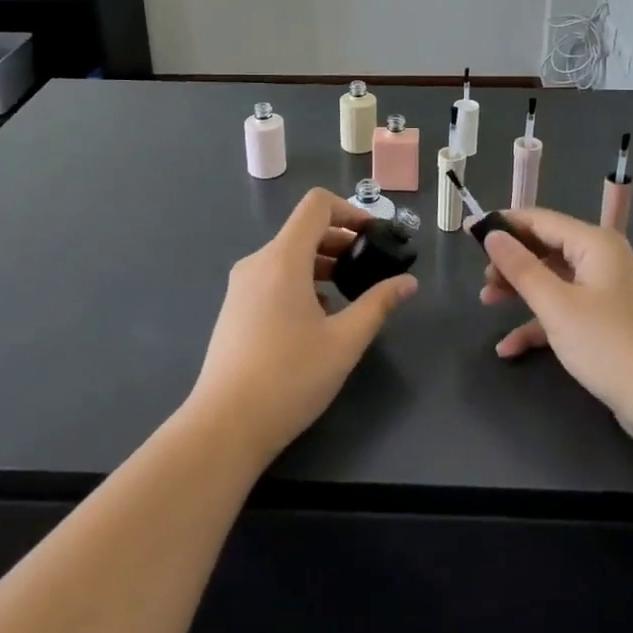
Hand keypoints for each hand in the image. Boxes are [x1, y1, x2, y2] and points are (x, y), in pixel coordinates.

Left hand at [189, 188, 416, 464]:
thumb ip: (379, 304)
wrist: (224, 427)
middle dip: (341, 240)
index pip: (316, 205)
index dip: (349, 210)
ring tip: (349, 293)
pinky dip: (301, 281)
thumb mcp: (345, 341)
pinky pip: (273, 277)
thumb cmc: (289, 378)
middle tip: (370, 267)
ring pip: (288, 255)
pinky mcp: (235, 308)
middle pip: (303, 230)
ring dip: (322, 263)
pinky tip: (318, 317)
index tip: (374, 236)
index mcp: (283, 258)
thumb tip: (408, 282)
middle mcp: (258, 262)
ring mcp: (241, 286)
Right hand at [480, 208, 632, 444]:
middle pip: (546, 249)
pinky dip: (538, 323)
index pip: (540, 220)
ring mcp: (606, 292)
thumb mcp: (556, 305)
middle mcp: (602, 259)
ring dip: (520, 291)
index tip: (469, 233)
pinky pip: (565, 310)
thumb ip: (521, 268)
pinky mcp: (606, 322)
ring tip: (486, 303)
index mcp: (594, 244)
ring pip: (553, 280)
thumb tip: (492, 234)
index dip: (504, 225)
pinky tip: (509, 347)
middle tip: (481, 281)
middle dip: (511, 262)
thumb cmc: (609, 344)